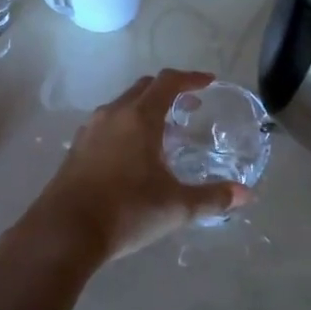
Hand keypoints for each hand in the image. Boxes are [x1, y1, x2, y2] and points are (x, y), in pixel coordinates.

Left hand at [21, 70, 242, 263]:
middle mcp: (113, 114)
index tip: (209, 82)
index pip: (168, 82)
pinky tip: (133, 155)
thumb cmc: (126, 211)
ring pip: (123, 105)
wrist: (65, 231)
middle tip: (190, 107)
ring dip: (146, 109)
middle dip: (169, 92)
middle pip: (144, 88)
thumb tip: (246, 194)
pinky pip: (107, 124)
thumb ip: (212, 197)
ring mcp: (90, 130)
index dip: (190, 78)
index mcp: (139, 117)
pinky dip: (127, 126)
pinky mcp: (76, 149)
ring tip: (164, 132)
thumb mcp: (176, 207)